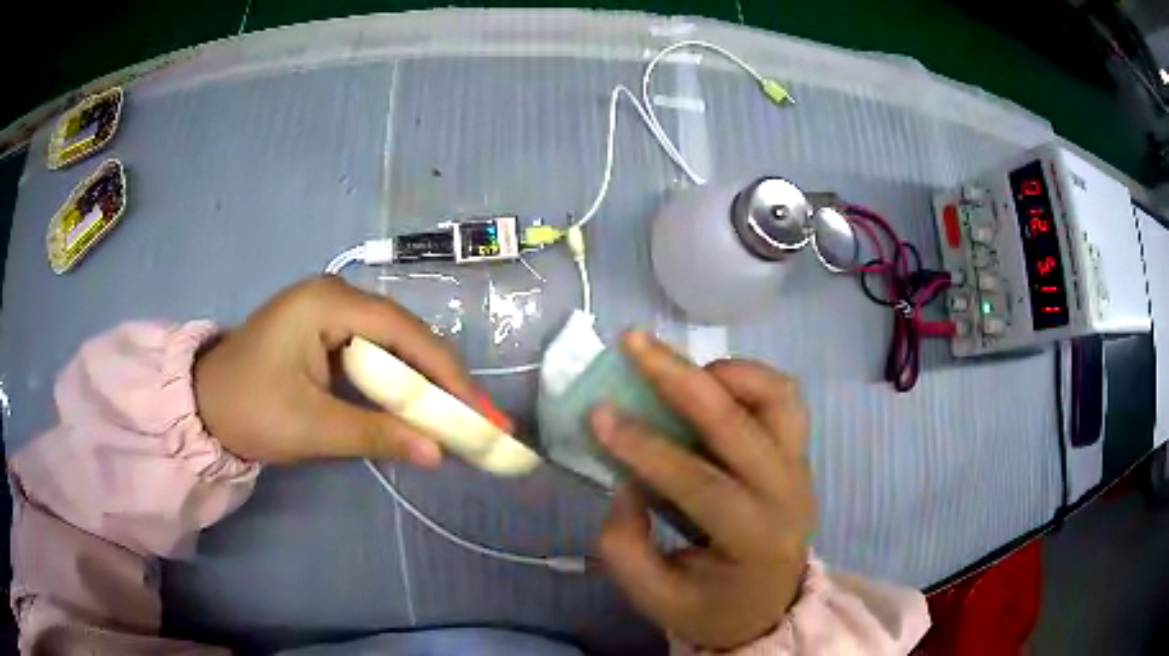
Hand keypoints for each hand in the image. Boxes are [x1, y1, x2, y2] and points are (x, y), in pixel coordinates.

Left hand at [194, 275, 479, 465]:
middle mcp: (333, 294)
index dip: (447, 373)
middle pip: (402, 334)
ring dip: (421, 380)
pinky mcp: (322, 329)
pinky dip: (395, 379)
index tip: (479, 411)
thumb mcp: (313, 428)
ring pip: (390, 342)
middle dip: (440, 377)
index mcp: (327, 304)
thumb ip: (377, 436)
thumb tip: (438, 454)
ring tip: (455, 413)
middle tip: (476, 416)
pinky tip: (413, 402)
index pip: (403, 333)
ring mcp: (327, 308)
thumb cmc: (250, 410)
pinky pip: (371, 351)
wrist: (202, 405)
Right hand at [592, 331, 814, 650]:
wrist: (769, 605)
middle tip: (633, 344)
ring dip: (724, 372)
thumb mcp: (656, 598)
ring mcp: (799, 467)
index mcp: (753, 541)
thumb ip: (626, 545)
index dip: (646, 447)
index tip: (599, 414)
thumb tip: (626, 478)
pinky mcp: (798, 453)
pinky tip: (710, 385)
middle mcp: (786, 495)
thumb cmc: (710, 606)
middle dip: (680, 378)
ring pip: (777, 395)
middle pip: (739, 423)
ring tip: (678, 370)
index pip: (700, 484)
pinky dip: (746, 378)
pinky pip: (782, 398)